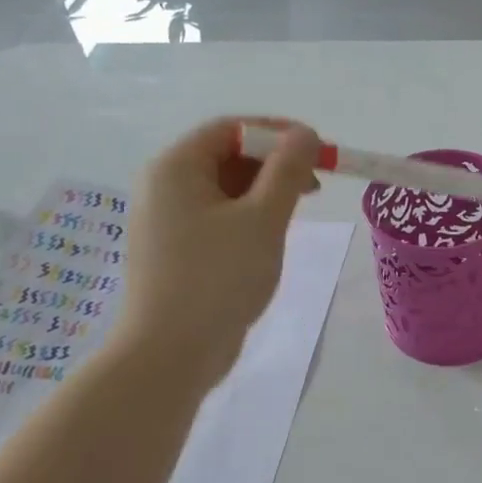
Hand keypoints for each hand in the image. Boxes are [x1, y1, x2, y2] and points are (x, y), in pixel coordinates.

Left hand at [110, 117, 320, 383]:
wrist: (171, 353)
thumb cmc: (218, 278)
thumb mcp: (263, 219)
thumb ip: (287, 171)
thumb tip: (305, 134)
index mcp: (176, 168)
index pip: (230, 129)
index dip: (277, 132)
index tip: (319, 148)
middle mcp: (163, 187)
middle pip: (225, 157)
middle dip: (274, 164)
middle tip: (315, 184)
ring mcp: (165, 222)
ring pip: (223, 190)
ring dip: (264, 192)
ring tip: (298, 212)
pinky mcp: (174, 252)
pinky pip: (216, 218)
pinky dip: (247, 218)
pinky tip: (270, 238)